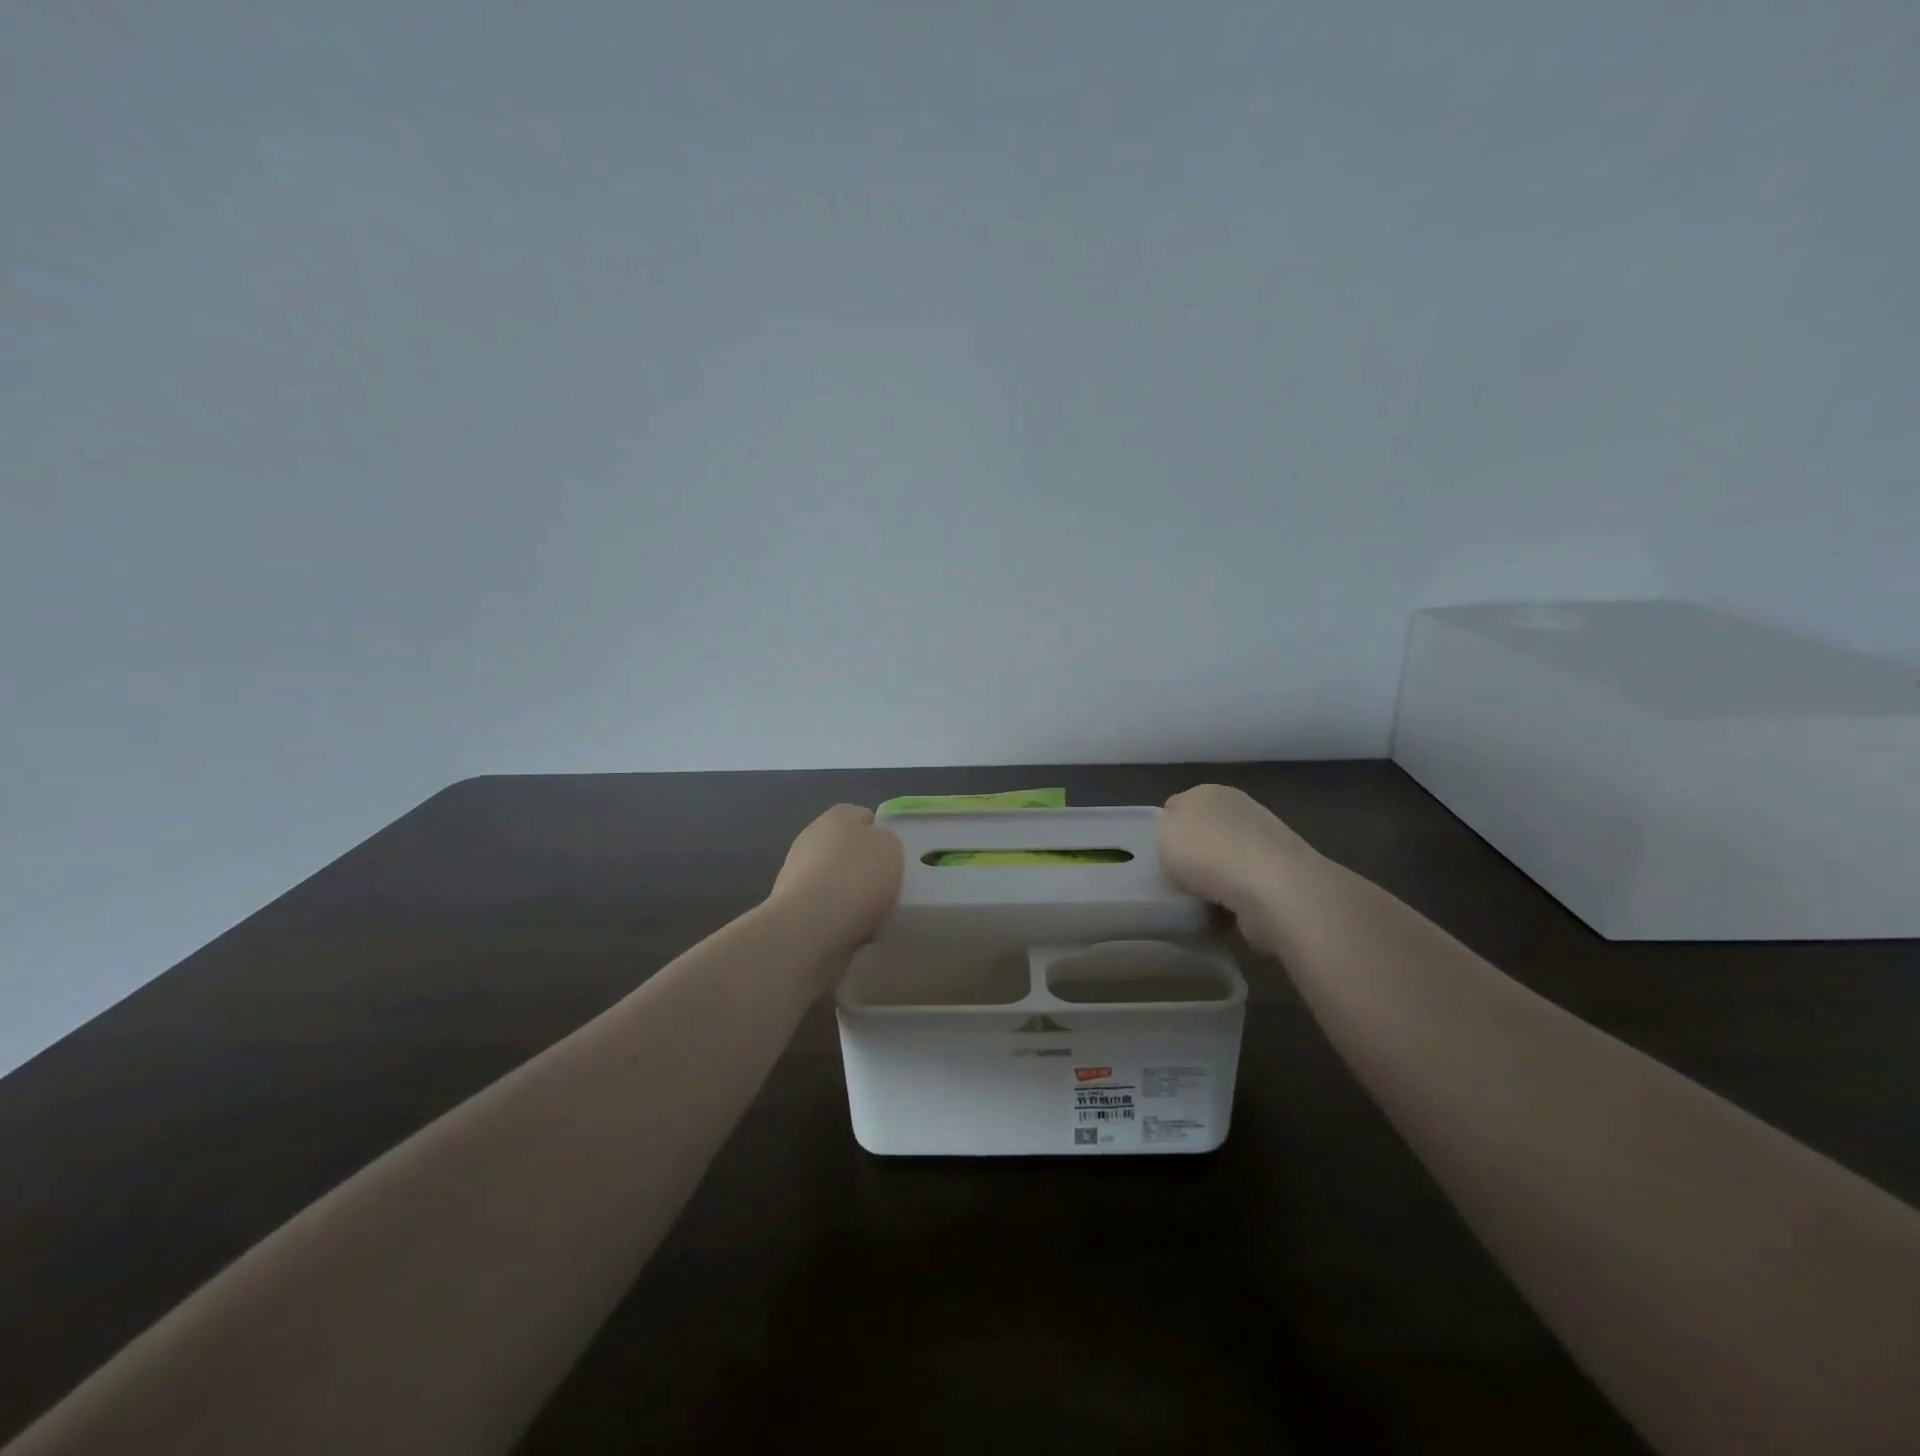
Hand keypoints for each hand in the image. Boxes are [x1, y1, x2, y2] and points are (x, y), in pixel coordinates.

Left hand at [768, 804, 903, 961]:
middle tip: (885, 887)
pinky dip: (837, 917)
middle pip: (846, 849)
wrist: (810, 926)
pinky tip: (852, 931)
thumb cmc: (857, 877)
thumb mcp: (892, 848)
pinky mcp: (790, 905)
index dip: (881, 835)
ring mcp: (796, 872)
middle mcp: (812, 837)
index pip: (863, 817)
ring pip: (834, 879)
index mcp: (838, 816)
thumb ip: (886, 842)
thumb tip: (874, 849)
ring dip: (849, 893)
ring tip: (872, 915)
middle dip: (863, 867)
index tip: (895, 859)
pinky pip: (824, 907)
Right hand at [1158, 785, 1321, 953]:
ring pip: (1223, 864)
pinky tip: (1221, 917)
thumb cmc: (1208, 853)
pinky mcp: (1280, 878)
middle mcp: (1241, 810)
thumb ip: (1164, 826)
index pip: (1178, 807)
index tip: (1156, 856)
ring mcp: (1265, 844)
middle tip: (1174, 881)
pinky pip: (1242, 891)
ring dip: (1212, 883)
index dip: (1166, 831)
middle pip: (1204, 835)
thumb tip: (1178, 835)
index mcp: (1210, 792)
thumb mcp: (1163, 829)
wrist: (1272, 889)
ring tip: (1196, 904)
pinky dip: (1231, 904)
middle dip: (1192, 858)